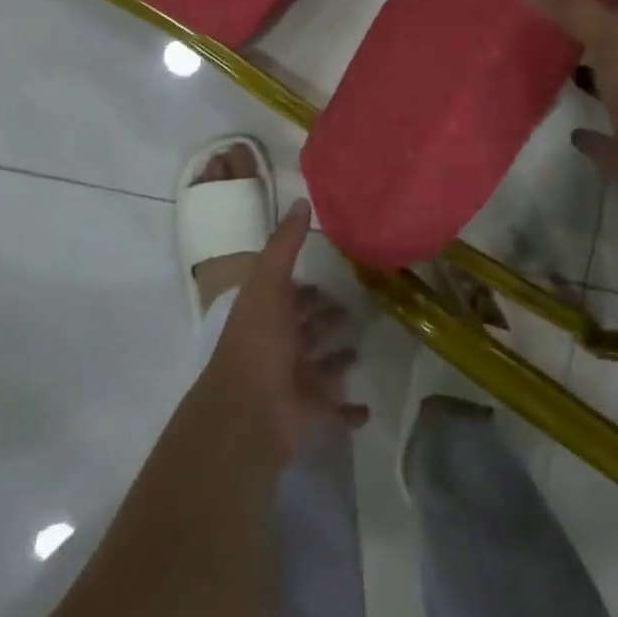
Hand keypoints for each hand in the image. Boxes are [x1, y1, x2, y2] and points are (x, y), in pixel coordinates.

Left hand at [197, 200, 368, 467]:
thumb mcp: (269, 282)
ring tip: (362, 348)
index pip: (289, 297)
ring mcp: (298, 384)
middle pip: (306, 330)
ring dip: (337, 361)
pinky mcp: (315, 415)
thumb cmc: (259, 340)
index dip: (305, 288)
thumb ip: (285, 244)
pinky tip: (367, 406)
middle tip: (355, 308)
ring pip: (322, 368)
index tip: (331, 276)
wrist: (250, 412)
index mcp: (268, 317)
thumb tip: (301, 201)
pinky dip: (351, 411)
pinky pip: (337, 412)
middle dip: (325, 319)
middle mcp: (280, 348)